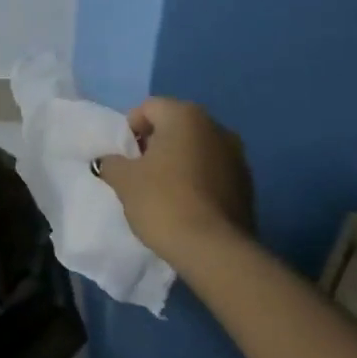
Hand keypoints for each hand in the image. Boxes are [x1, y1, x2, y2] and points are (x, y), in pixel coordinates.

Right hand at [95, 97, 254, 263]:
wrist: (214, 250)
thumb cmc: (163, 202)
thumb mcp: (125, 181)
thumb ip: (112, 163)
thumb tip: (108, 161)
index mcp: (185, 116)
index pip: (149, 108)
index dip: (131, 129)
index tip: (125, 157)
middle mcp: (216, 127)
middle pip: (175, 126)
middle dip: (156, 144)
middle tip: (140, 174)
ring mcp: (237, 156)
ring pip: (197, 149)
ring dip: (179, 162)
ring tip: (164, 192)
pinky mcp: (247, 184)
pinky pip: (214, 172)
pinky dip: (199, 180)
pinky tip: (187, 205)